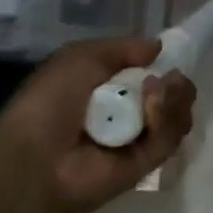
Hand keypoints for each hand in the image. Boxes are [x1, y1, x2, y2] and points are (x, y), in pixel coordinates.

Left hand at [0, 38, 196, 212]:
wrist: (36, 157)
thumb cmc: (51, 101)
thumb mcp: (81, 56)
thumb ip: (123, 48)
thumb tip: (159, 47)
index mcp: (109, 90)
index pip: (152, 75)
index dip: (164, 65)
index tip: (168, 58)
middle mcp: (127, 114)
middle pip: (172, 95)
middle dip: (177, 83)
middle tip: (170, 79)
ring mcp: (139, 140)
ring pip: (177, 114)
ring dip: (174, 97)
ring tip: (156, 93)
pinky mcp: (147, 164)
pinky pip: (170, 137)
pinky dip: (167, 119)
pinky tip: (152, 109)